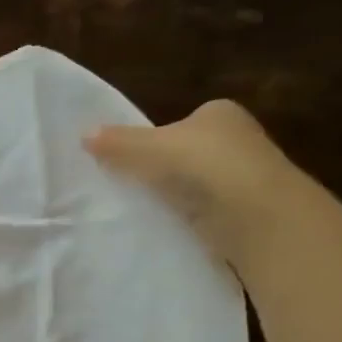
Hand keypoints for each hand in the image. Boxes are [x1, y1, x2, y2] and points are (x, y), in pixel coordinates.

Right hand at [83, 100, 300, 265]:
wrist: (257, 215)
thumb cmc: (206, 166)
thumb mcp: (151, 148)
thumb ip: (118, 142)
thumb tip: (83, 134)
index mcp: (220, 113)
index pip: (179, 123)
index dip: (153, 140)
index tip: (129, 163)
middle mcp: (238, 139)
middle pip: (187, 153)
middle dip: (165, 170)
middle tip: (131, 188)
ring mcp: (245, 177)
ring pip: (197, 185)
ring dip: (177, 197)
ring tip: (145, 211)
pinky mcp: (246, 212)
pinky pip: (206, 212)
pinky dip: (190, 219)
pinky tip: (171, 228)